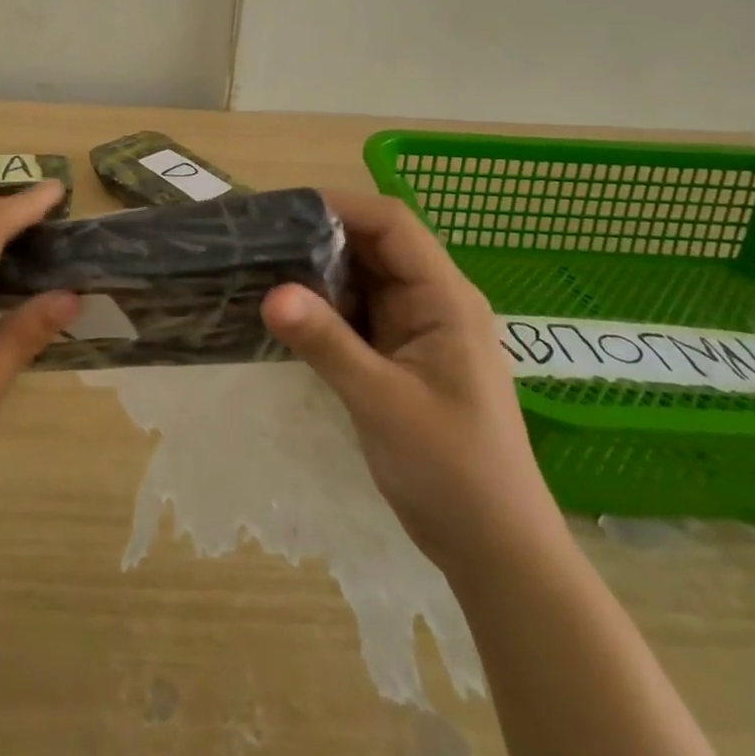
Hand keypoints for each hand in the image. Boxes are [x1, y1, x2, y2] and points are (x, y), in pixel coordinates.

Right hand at [261, 189, 564, 571]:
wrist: (495, 550)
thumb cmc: (453, 471)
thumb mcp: (383, 403)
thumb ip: (327, 344)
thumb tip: (271, 293)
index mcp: (445, 298)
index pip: (393, 224)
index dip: (341, 205)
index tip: (282, 211)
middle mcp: (432, 301)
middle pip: (374, 245)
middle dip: (320, 236)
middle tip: (259, 238)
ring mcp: (417, 329)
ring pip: (362, 279)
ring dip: (317, 271)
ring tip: (261, 266)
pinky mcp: (400, 355)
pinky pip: (357, 314)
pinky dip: (323, 307)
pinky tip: (286, 311)